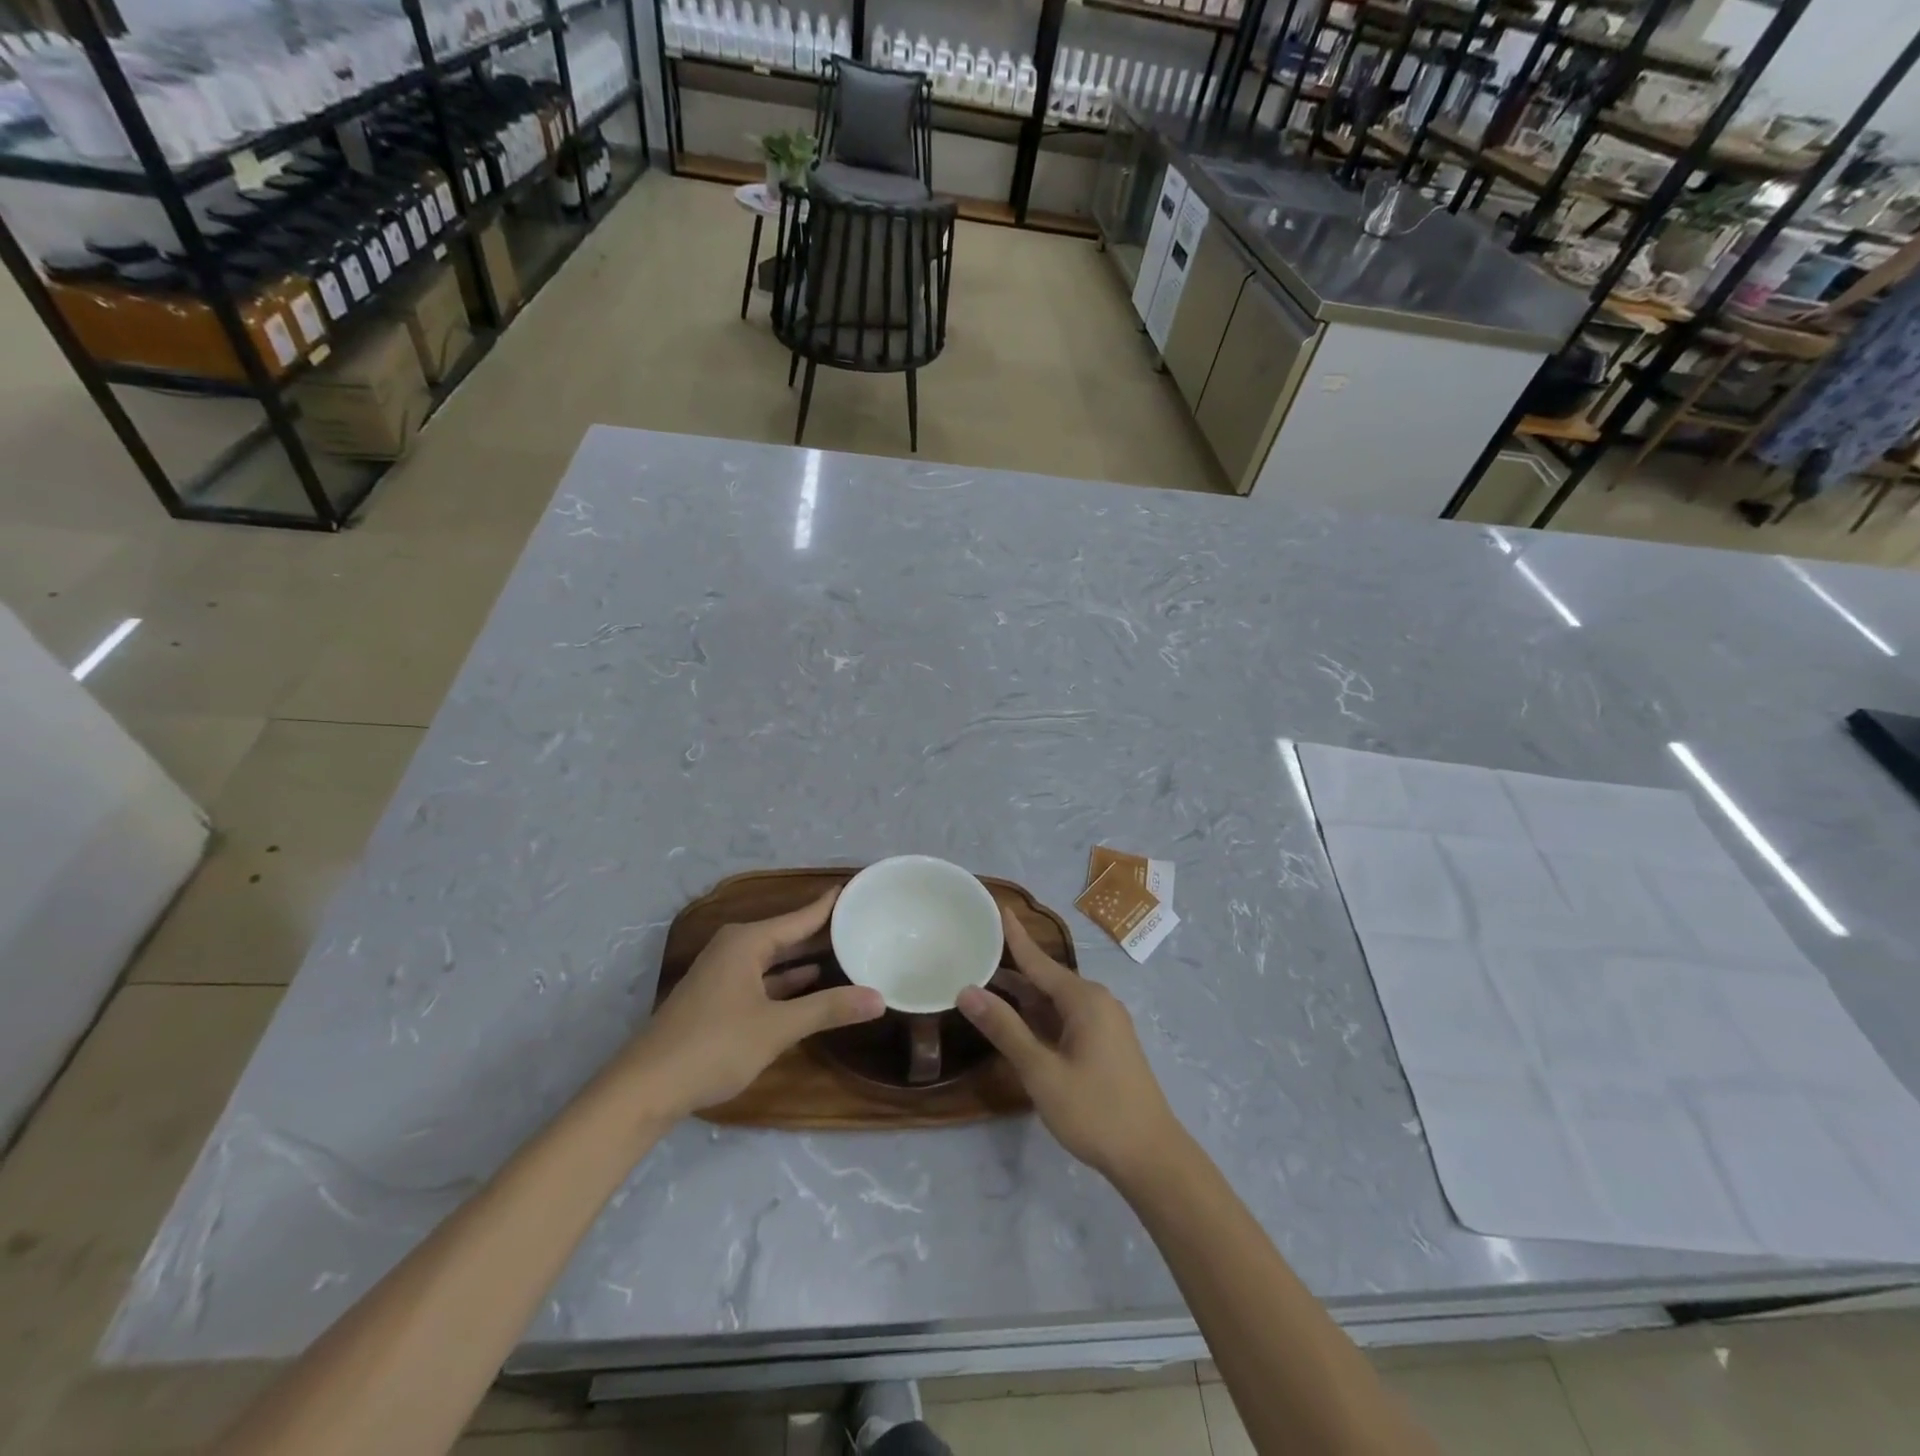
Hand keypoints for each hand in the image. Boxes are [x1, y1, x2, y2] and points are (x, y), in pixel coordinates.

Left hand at [625, 889, 883, 1118]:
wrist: (646, 1088)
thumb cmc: (714, 1045)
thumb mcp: (777, 1027)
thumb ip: (828, 1009)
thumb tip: (879, 998)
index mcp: (747, 942)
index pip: (800, 916)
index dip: (830, 904)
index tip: (858, 888)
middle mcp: (734, 948)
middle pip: (787, 934)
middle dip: (822, 931)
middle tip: (863, 920)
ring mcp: (723, 974)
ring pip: (774, 957)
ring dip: (806, 956)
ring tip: (846, 948)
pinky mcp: (718, 999)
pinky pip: (763, 977)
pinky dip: (787, 979)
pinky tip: (810, 982)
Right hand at [958, 908, 1184, 1185]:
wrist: (1151, 1157)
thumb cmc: (1095, 1111)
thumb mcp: (1042, 1071)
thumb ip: (1005, 1029)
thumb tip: (967, 991)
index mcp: (1084, 999)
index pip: (1038, 959)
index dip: (1014, 935)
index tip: (998, 907)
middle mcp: (1096, 1002)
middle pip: (1045, 977)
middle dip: (1013, 965)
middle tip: (977, 948)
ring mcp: (1104, 1023)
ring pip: (1055, 1000)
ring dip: (1023, 994)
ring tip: (986, 980)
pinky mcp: (1105, 1044)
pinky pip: (1065, 1017)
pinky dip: (1039, 1014)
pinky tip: (1017, 1019)